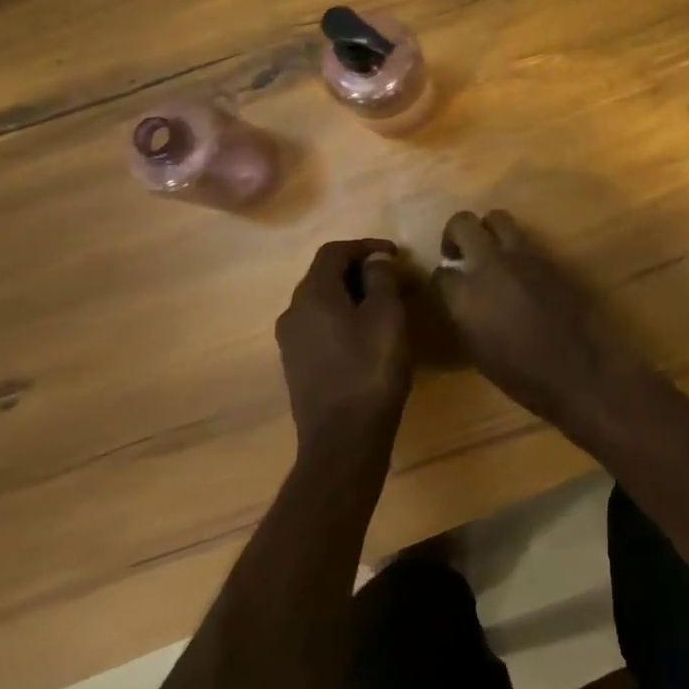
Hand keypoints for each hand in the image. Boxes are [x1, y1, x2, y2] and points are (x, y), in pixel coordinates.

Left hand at [274, 239, 410, 451]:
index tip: (396, 255)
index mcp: (312, 295)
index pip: (334, 251)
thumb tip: (375, 260)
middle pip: (326, 275)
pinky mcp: (298, 366)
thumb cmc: (370, 370)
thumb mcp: (387, 316)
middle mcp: (293, 312)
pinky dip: (345, 318)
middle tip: (397, 280)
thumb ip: (380, 279)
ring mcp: (291, 342)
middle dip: (362, 271)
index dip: (366, 246)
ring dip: (355, 295)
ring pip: (324, 302)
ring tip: (389, 306)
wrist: (343, 441)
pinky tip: (370, 335)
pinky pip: (321, 326)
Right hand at [434, 211, 636, 424]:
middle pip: (463, 223)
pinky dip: (515, 247)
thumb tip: (459, 296)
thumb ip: (463, 314)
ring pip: (497, 218)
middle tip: (458, 253)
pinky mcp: (548, 256)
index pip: (440, 272)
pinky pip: (524, 239)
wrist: (577, 370)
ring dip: (487, 230)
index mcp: (467, 294)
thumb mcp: (477, 349)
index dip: (440, 279)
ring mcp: (523, 256)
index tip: (445, 286)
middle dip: (454, 234)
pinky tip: (519, 269)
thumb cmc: (521, 375)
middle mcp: (491, 265)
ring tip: (489, 252)